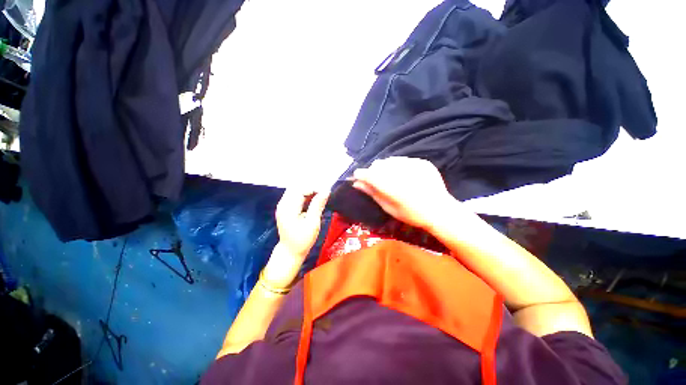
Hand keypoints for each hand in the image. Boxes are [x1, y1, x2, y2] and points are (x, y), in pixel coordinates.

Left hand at [263, 189, 328, 287]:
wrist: (290, 252)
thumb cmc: (302, 240)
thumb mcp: (312, 223)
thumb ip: (318, 205)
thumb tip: (326, 191)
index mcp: (288, 207)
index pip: (301, 189)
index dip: (314, 188)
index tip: (326, 192)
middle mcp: (283, 203)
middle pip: (297, 187)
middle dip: (311, 187)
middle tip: (324, 192)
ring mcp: (283, 205)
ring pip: (296, 190)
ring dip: (308, 191)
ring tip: (320, 195)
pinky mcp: (286, 208)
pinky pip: (295, 196)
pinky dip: (305, 195)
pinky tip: (313, 199)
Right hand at [352, 157, 454, 230]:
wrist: (440, 211)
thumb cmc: (411, 215)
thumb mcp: (388, 207)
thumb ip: (372, 193)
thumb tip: (356, 183)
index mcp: (391, 187)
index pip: (368, 174)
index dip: (360, 174)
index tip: (358, 177)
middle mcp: (400, 172)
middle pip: (378, 164)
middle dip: (373, 171)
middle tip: (376, 181)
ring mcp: (413, 165)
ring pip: (389, 160)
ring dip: (385, 167)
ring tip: (391, 178)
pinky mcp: (422, 162)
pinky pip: (403, 160)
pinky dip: (399, 166)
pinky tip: (404, 176)